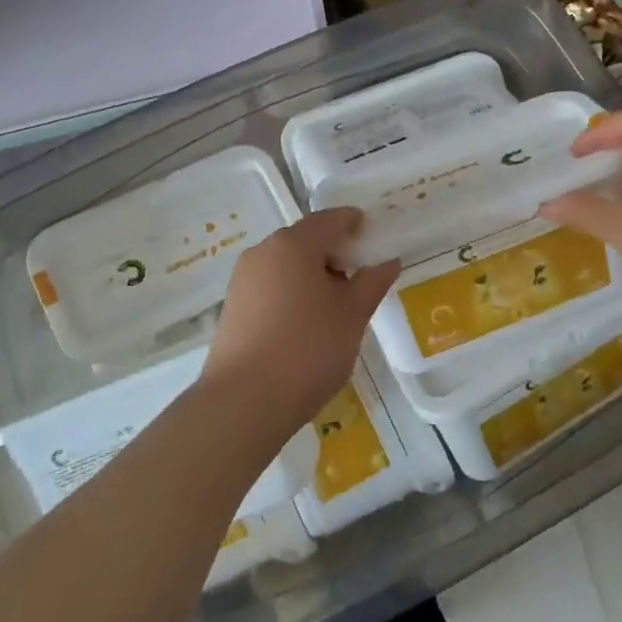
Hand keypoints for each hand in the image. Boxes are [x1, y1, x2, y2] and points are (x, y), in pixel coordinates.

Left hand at [204, 208, 399, 433]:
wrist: (244, 402)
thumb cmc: (308, 349)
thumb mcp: (352, 315)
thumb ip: (372, 282)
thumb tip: (388, 261)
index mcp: (293, 244)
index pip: (329, 219)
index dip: (354, 223)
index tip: (373, 233)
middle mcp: (263, 253)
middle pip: (305, 240)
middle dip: (334, 252)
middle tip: (362, 274)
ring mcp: (243, 280)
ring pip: (286, 265)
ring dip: (313, 274)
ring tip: (338, 304)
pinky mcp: (233, 308)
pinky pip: (271, 286)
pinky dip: (293, 292)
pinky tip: (308, 322)